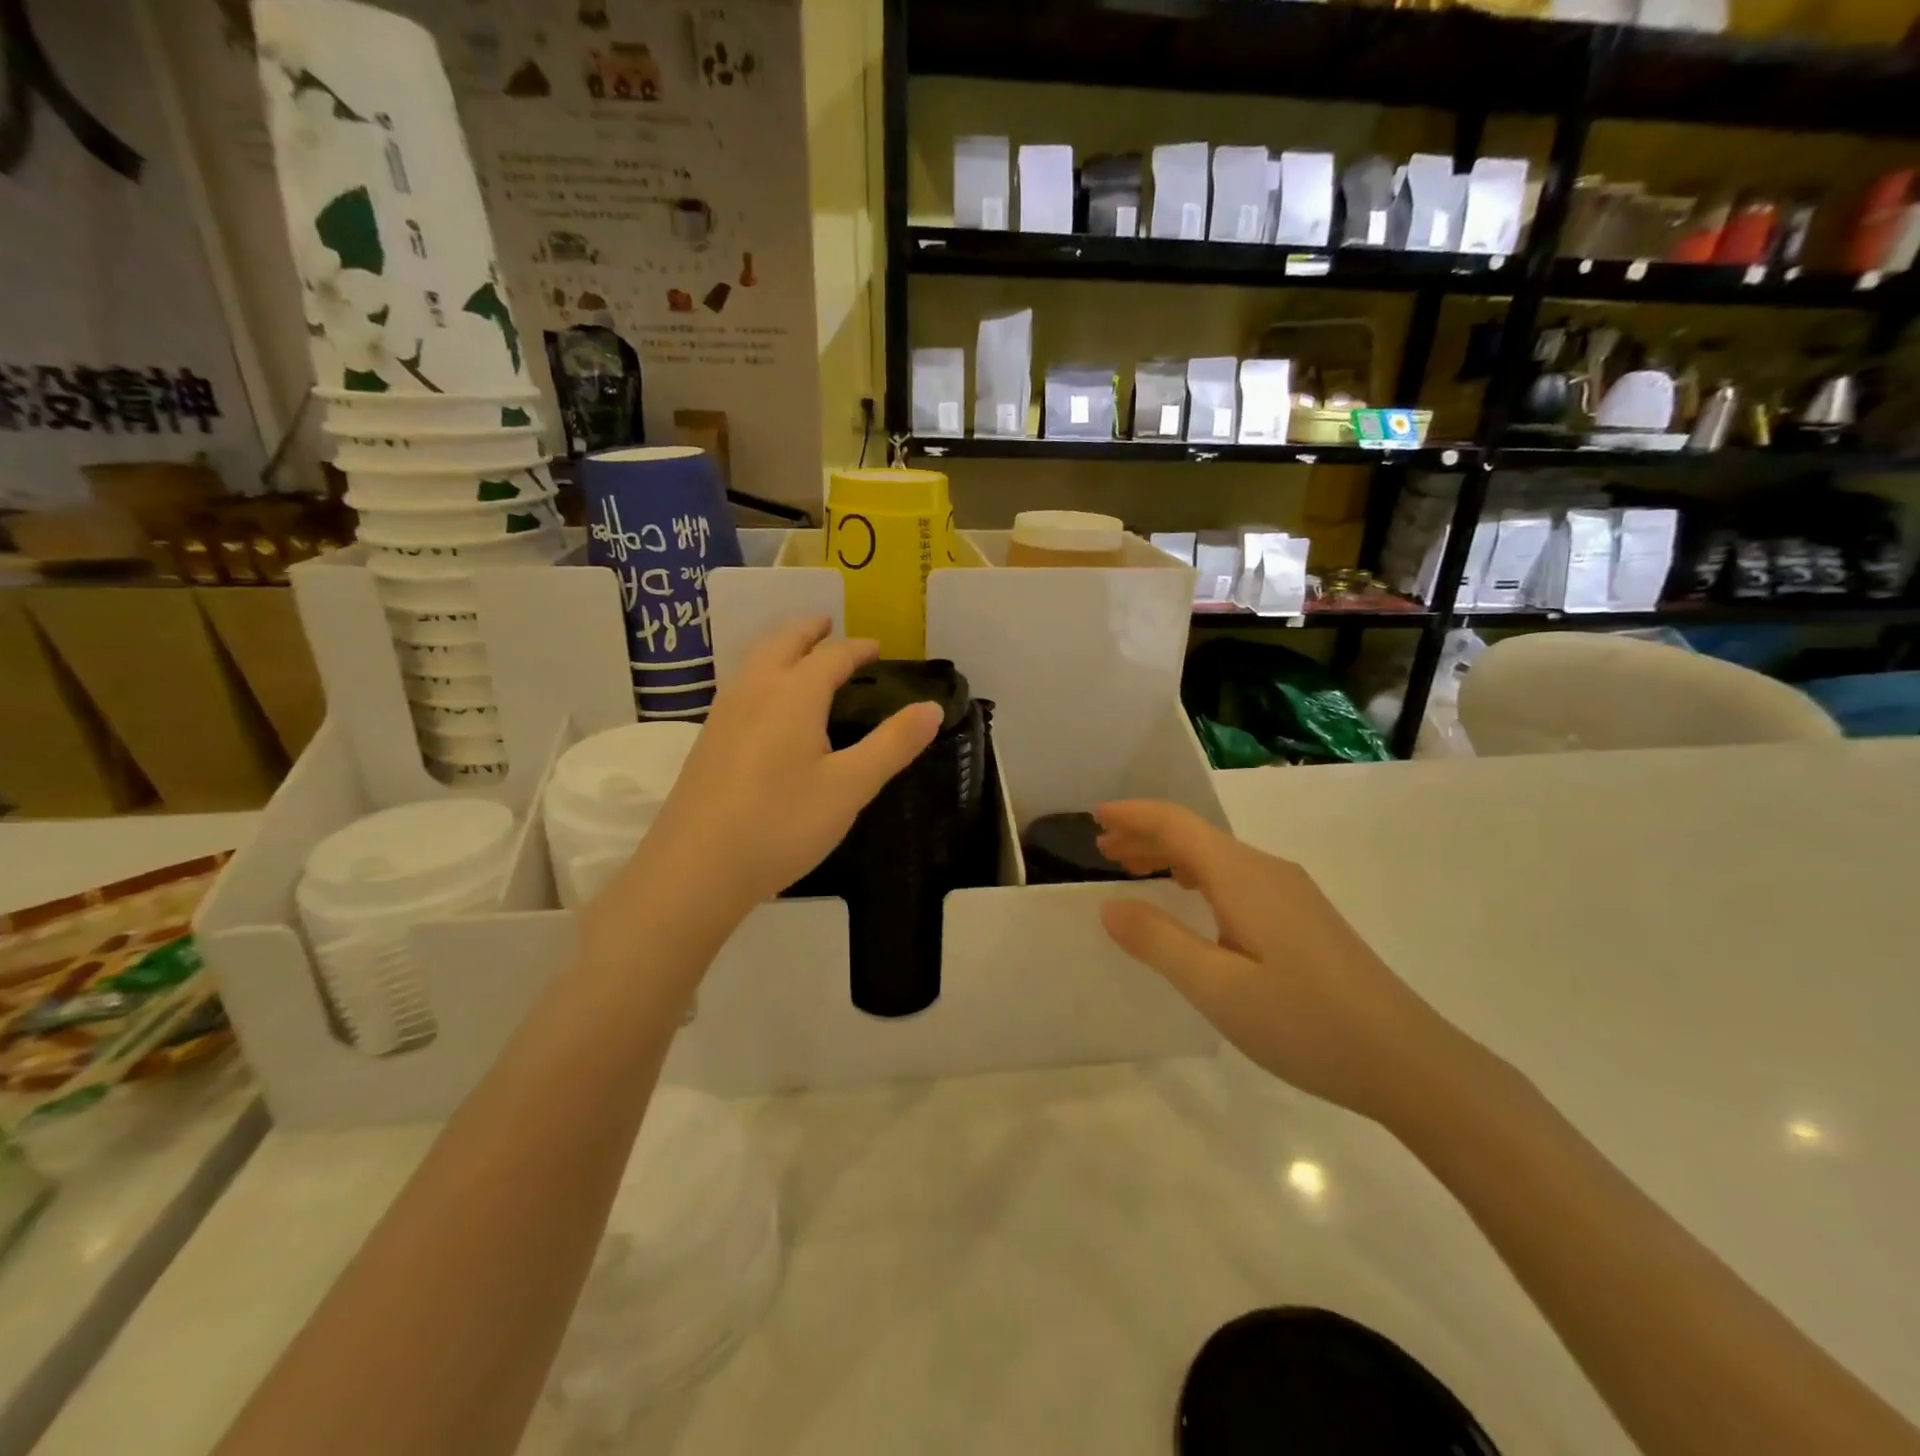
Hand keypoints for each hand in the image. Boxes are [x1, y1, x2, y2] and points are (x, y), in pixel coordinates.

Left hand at [615, 617, 942, 927]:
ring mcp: (723, 714)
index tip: (877, 649)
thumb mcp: (850, 787)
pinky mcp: (707, 741)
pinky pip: (741, 686)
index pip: (831, 656)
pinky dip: (763, 673)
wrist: (695, 869)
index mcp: (793, 695)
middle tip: (828, 626)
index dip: (857, 649)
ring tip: (800, 656)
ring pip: (755, 661)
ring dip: (781, 648)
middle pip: (782, 642)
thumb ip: (893, 744)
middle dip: (809, 631)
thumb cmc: (781, 824)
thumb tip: (931, 707)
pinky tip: (766, 705)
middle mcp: (754, 691)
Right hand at [1095, 800, 1471, 1124]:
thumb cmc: (1305, 1023)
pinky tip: (1194, 901)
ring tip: (1134, 872)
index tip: (1095, 816)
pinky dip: (1198, 876)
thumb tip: (1110, 906)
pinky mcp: (1304, 917)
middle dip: (1146, 835)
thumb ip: (1159, 942)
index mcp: (1243, 877)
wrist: (1409, 1061)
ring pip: (1217, 857)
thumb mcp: (1217, 988)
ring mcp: (1291, 893)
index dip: (1134, 815)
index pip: (1177, 825)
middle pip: (1196, 836)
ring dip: (1171, 856)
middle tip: (1103, 850)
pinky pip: (1236, 878)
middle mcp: (1267, 871)